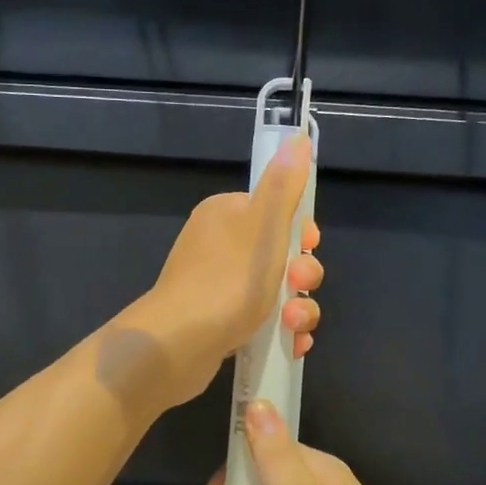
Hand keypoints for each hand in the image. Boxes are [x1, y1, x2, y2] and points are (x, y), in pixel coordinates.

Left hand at [131, 134, 322, 407]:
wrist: (178, 344)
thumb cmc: (227, 280)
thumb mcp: (264, 226)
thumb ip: (284, 185)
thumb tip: (298, 138)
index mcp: (226, 215)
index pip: (276, 213)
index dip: (300, 233)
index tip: (307, 248)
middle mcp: (219, 246)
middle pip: (280, 255)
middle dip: (302, 276)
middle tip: (297, 288)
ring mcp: (217, 286)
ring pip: (276, 292)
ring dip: (298, 309)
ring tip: (293, 326)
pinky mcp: (218, 322)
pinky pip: (261, 320)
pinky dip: (281, 332)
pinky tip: (292, 346)